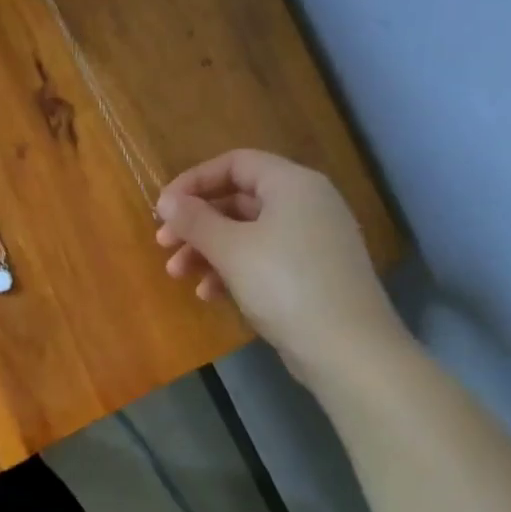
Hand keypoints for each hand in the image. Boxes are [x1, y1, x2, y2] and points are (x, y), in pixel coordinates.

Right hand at [156, 149, 406, 383]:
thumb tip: (166, 200)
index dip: (194, 181)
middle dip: (196, 223)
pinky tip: (209, 294)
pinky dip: (232, 269)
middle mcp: (306, 204)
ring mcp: (312, 240)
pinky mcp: (312, 273)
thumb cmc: (284, 284)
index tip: (164, 208)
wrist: (347, 349)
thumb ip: (194, 220)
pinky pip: (263, 258)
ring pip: (247, 233)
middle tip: (163, 244)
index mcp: (292, 184)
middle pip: (238, 199)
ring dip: (208, 250)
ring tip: (178, 274)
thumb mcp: (230, 248)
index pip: (235, 163)